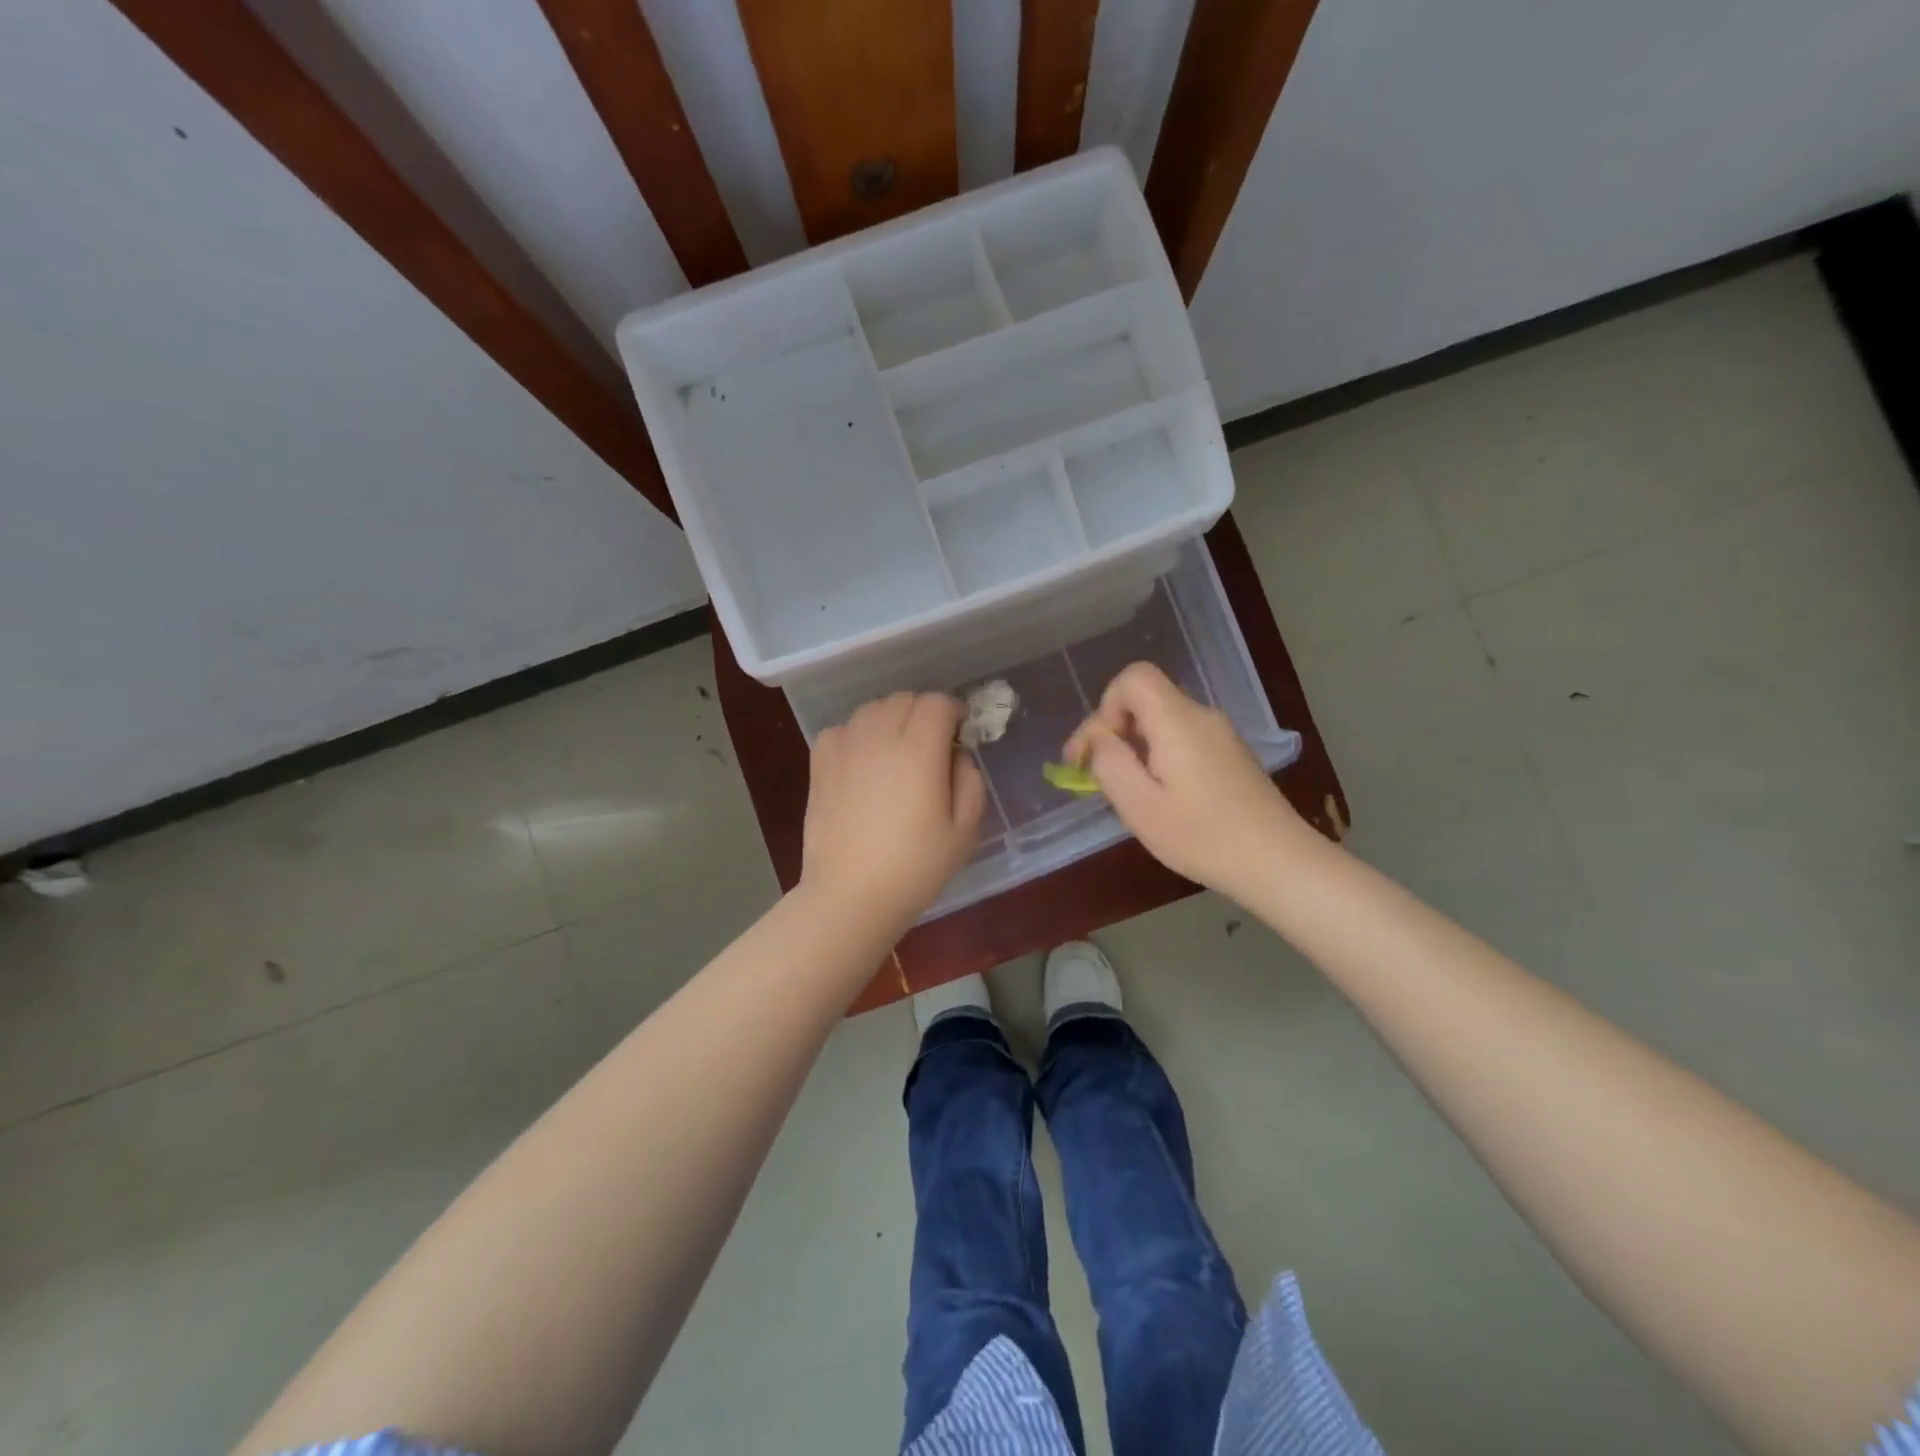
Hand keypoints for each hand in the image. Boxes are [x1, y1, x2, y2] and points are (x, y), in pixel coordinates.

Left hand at [801, 692, 985, 924]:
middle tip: (931, 746)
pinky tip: (862, 762)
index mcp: (920, 748)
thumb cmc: (915, 867)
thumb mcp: (964, 831)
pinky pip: (842, 728)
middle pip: (904, 699)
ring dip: (890, 719)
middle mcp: (880, 736)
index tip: (958, 735)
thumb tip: (957, 755)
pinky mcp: (820, 763)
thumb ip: (970, 782)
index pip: (938, 703)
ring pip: (872, 709)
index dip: (953, 713)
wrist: (850, 894)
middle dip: (923, 713)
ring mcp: (845, 746)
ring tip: (896, 752)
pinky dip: (857, 734)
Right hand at [1064, 662, 1308, 898]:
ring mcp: (1221, 734)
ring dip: (1135, 746)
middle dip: (1114, 730)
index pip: (1133, 677)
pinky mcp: (1231, 754)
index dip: (1105, 707)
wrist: (1278, 862)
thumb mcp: (1140, 806)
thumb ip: (1110, 763)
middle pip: (1146, 698)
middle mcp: (1201, 716)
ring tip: (1127, 790)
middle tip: (1097, 776)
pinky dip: (1159, 755)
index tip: (1096, 751)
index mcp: (1177, 720)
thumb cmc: (1203, 836)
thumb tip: (1099, 739)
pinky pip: (1183, 737)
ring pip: (1163, 720)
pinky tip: (1161, 795)